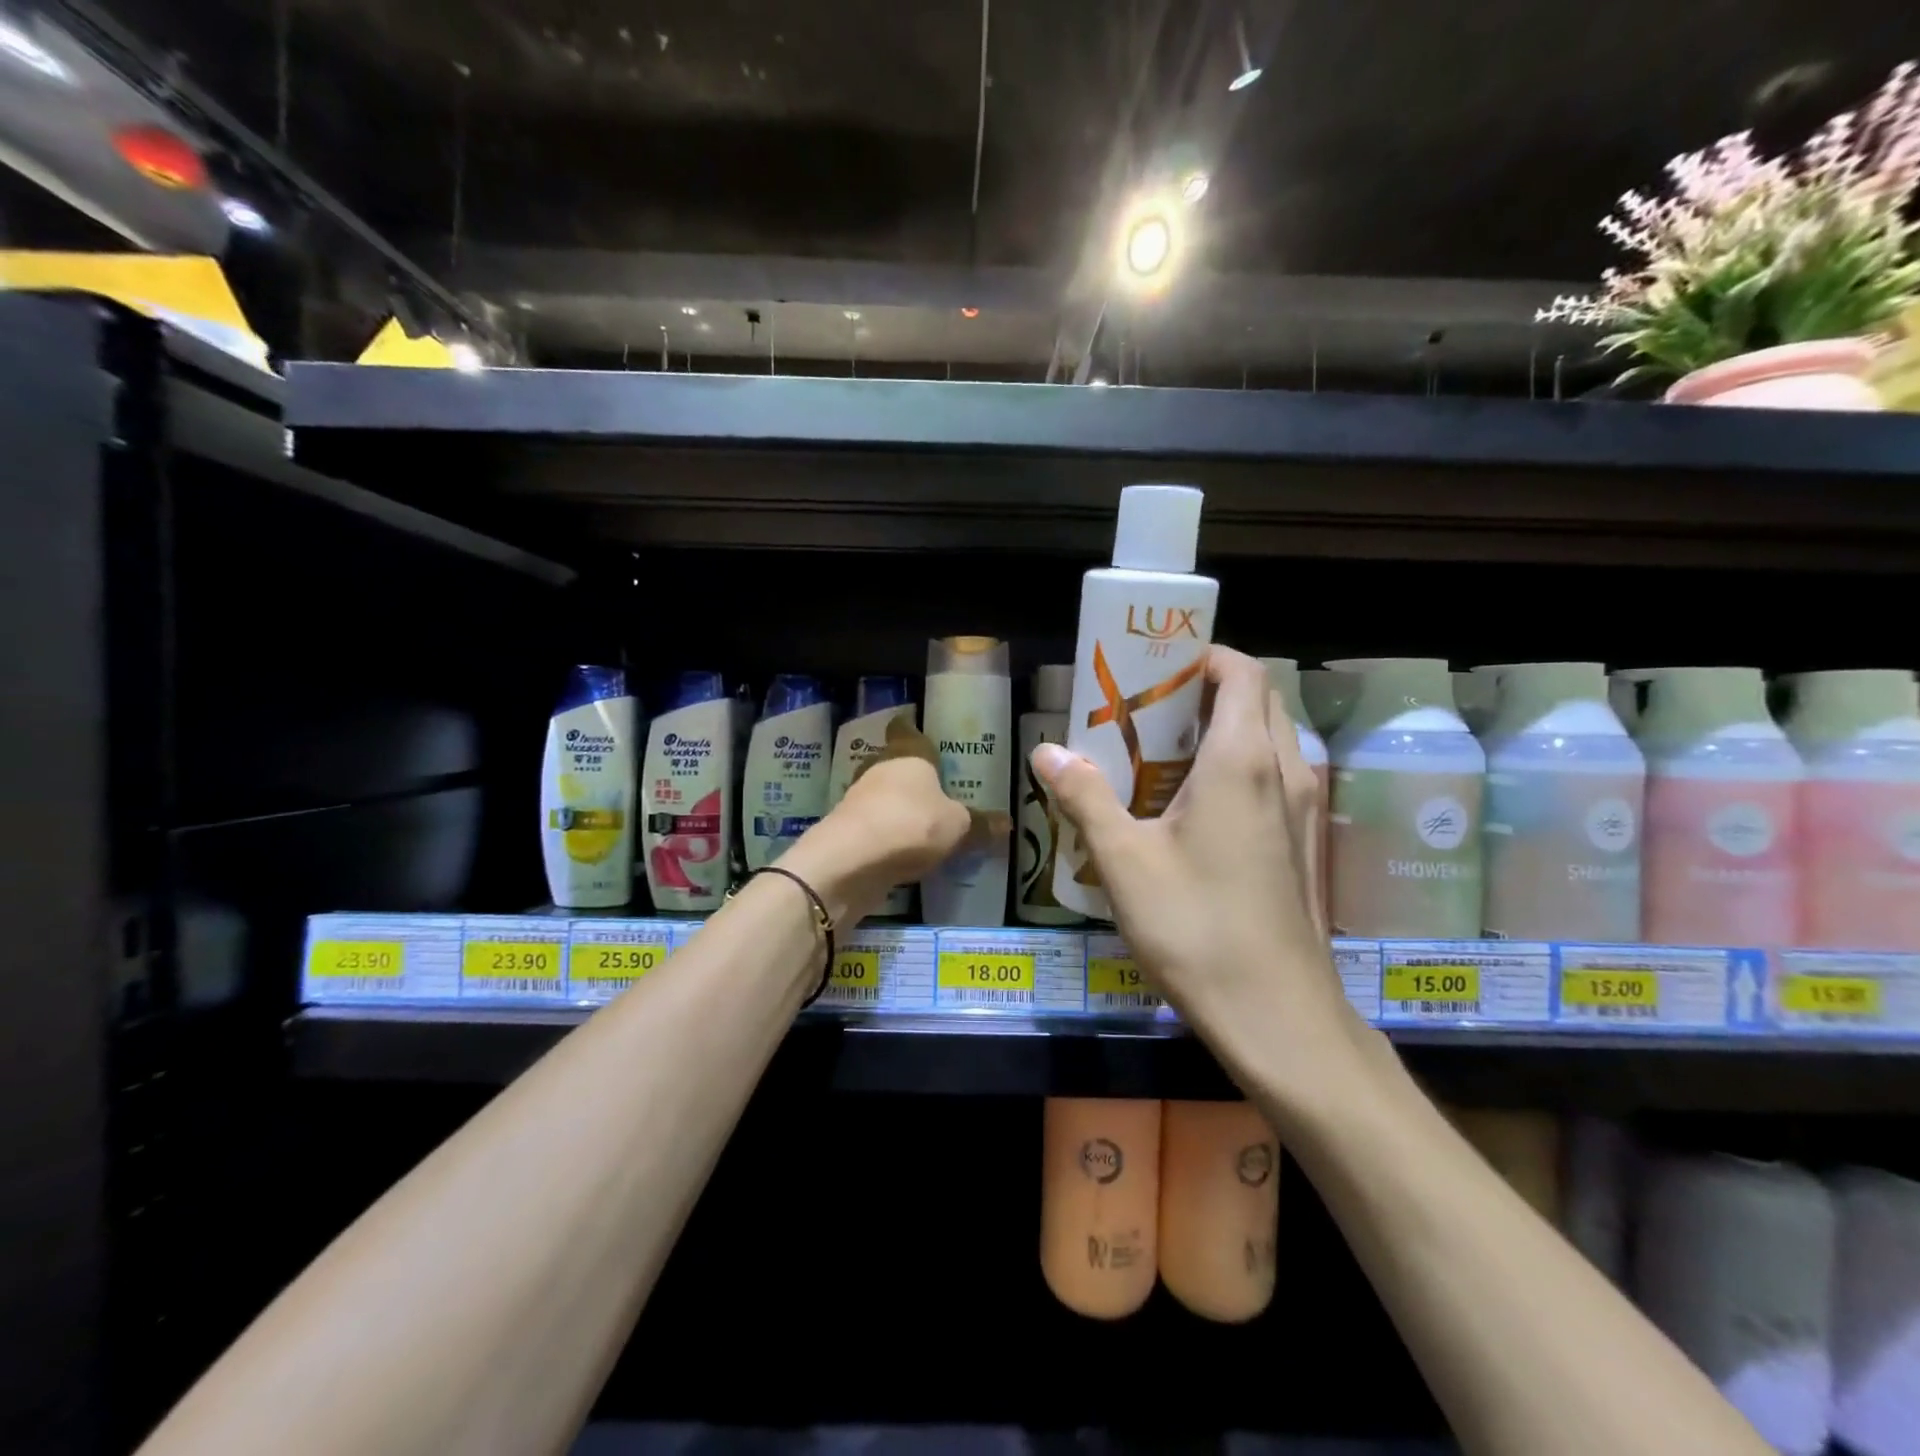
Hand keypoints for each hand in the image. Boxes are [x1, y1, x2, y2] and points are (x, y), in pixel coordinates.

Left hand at [784, 715, 1004, 921]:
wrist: (849, 861)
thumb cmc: (911, 824)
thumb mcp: (958, 827)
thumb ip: (980, 824)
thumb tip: (1007, 823)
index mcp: (907, 753)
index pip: (905, 729)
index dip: (913, 729)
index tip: (924, 735)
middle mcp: (879, 768)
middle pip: (894, 764)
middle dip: (912, 776)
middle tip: (938, 788)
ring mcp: (858, 799)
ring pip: (882, 796)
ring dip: (898, 807)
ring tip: (926, 823)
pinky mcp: (846, 831)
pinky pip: (875, 827)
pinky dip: (887, 835)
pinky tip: (906, 852)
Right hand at [1030, 647, 1370, 1102]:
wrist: (1276, 1015)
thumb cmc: (1196, 927)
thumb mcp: (1124, 861)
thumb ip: (1085, 797)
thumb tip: (1046, 752)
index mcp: (1243, 760)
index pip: (1241, 672)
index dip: (1203, 656)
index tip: (1155, 666)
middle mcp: (1283, 772)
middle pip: (1258, 699)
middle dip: (1207, 689)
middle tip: (1148, 707)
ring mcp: (1301, 810)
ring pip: (1269, 739)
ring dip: (1222, 728)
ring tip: (1162, 750)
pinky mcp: (1299, 844)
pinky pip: (1272, 776)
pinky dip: (1237, 765)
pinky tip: (1189, 806)